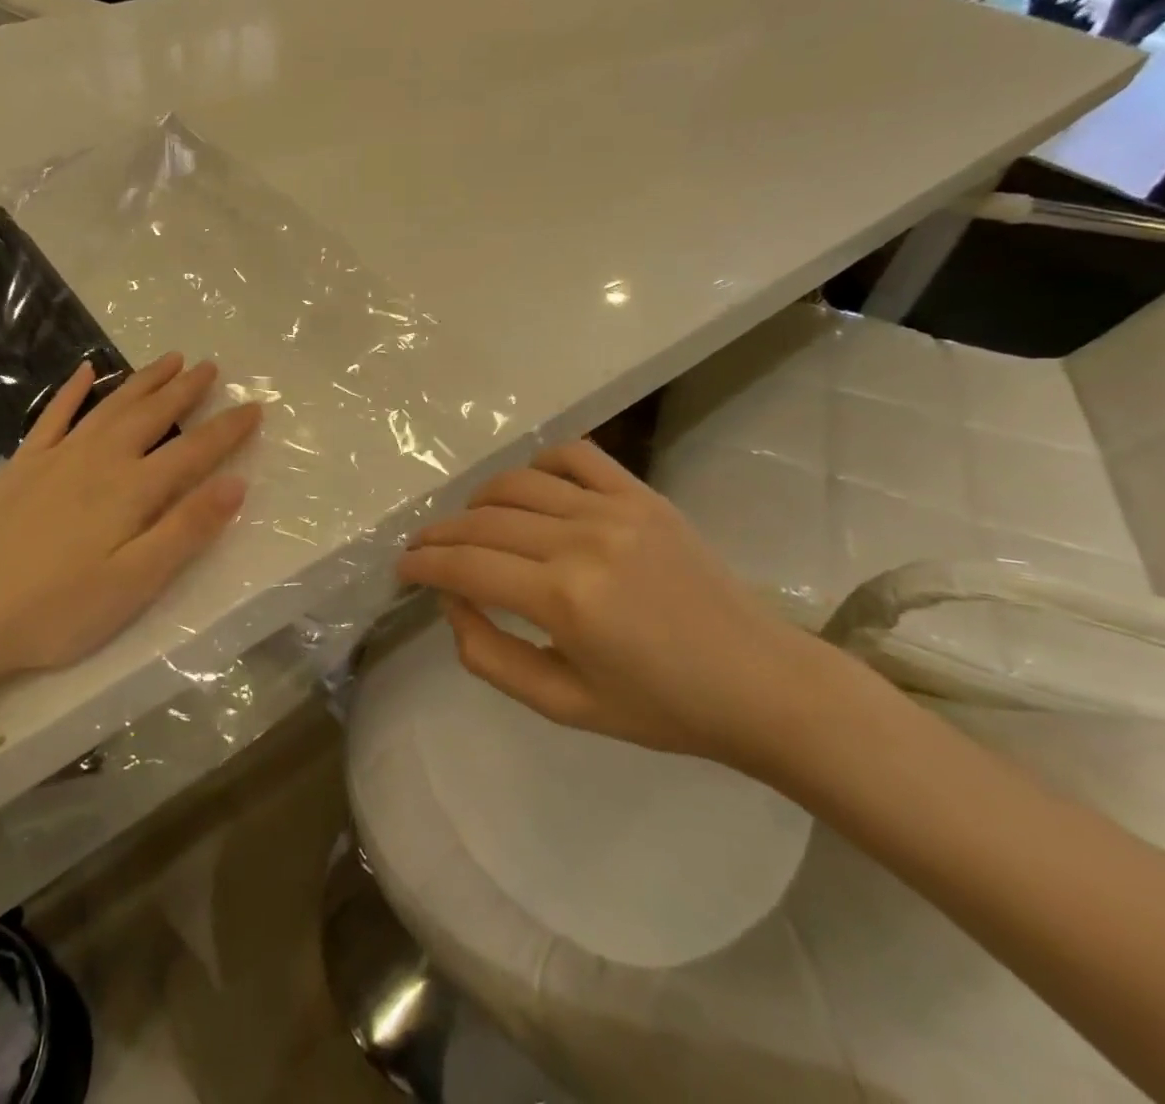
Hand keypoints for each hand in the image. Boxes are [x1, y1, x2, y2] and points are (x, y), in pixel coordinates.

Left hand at [0, 353, 260, 706]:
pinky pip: (54, 416)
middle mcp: (100, 460)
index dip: (228, 429)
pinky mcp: (23, 466)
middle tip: (211, 366)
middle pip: (153, 415)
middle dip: (186, 390)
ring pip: (111, 406)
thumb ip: (187, 529)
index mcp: (133, 490)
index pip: (194, 451)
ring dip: (143, 380)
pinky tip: (84, 371)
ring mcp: (58, 458)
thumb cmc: (58, 610)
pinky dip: (72, 390)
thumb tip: (236, 483)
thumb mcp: (135, 583)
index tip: (255, 406)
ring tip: (170, 359)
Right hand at [398, 441, 851, 772]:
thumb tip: (453, 603)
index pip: (466, 566)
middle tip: (423, 551)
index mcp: (563, 600)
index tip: (402, 569)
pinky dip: (539, 464)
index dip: (424, 565)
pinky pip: (576, 455)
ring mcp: (615, 509)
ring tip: (469, 524)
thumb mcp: (564, 705)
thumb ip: (491, 656)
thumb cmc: (663, 708)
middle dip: (440, 535)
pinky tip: (530, 488)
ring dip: (479, 501)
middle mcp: (582, 540)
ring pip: (518, 483)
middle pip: (483, 521)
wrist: (762, 683)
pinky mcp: (643, 494)